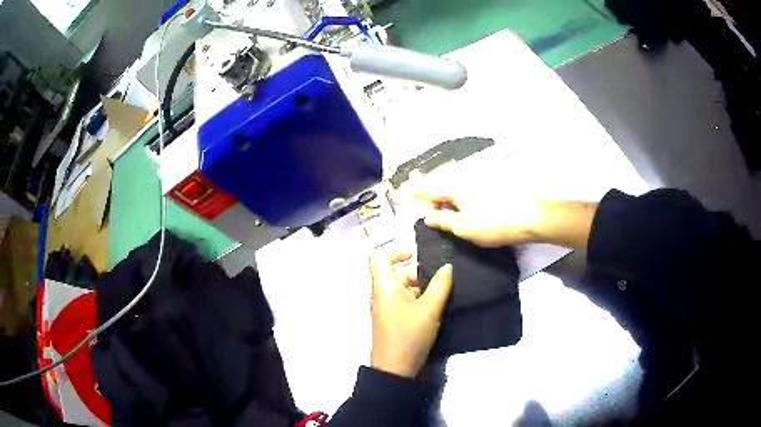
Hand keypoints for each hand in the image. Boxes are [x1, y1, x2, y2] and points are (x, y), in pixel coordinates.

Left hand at [369, 251, 452, 377]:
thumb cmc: (409, 336)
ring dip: (423, 287)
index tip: (419, 255)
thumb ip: (440, 285)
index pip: (380, 257)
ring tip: (445, 291)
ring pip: (405, 288)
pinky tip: (438, 305)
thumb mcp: (429, 309)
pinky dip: (420, 300)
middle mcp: (383, 294)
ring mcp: (388, 308)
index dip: (397, 251)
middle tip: (443, 276)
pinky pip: (407, 301)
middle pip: (397, 272)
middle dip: (419, 272)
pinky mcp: (394, 319)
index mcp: (384, 286)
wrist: (395, 370)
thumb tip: (447, 266)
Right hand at [417, 181, 541, 247]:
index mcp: (455, 186)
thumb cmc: (492, 224)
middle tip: (440, 219)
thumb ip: (442, 221)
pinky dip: (468, 197)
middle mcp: (466, 177)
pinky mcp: (496, 183)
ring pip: (460, 186)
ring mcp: (482, 178)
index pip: (431, 191)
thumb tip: (427, 217)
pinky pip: (473, 188)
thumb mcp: (463, 228)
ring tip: (457, 216)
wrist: (530, 218)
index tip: (430, 219)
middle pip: (445, 185)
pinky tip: (475, 210)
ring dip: (454, 199)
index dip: (426, 205)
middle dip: (439, 200)